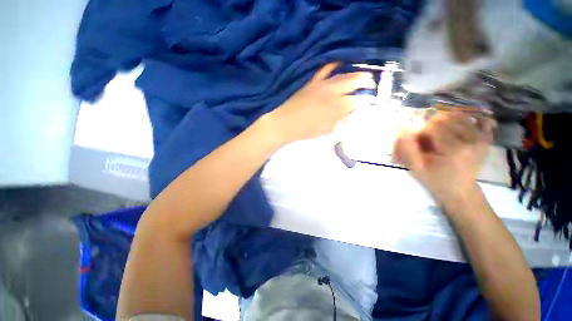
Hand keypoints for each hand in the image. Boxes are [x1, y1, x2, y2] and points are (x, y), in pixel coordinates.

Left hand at [267, 63, 375, 144]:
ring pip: (342, 75)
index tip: (370, 101)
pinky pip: (324, 69)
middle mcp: (331, 92)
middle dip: (366, 82)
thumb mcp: (325, 130)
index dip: (365, 100)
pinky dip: (333, 65)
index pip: (356, 101)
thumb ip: (339, 120)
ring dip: (355, 74)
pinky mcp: (312, 82)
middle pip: (353, 82)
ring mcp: (321, 85)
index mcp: (335, 107)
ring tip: (362, 75)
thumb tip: (350, 113)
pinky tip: (340, 63)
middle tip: (372, 84)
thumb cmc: (305, 130)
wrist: (285, 123)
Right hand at [392, 110, 495, 204]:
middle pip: (443, 119)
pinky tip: (459, 129)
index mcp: (454, 150)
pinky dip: (466, 120)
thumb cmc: (435, 180)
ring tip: (440, 137)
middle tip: (428, 141)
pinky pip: (478, 119)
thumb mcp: (416, 168)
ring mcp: (482, 138)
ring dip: (444, 124)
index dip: (420, 133)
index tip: (418, 144)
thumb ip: (407, 149)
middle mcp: (471, 140)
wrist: (460, 189)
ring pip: (456, 116)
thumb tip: (402, 128)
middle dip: (431, 127)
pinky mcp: (487, 138)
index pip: (431, 127)